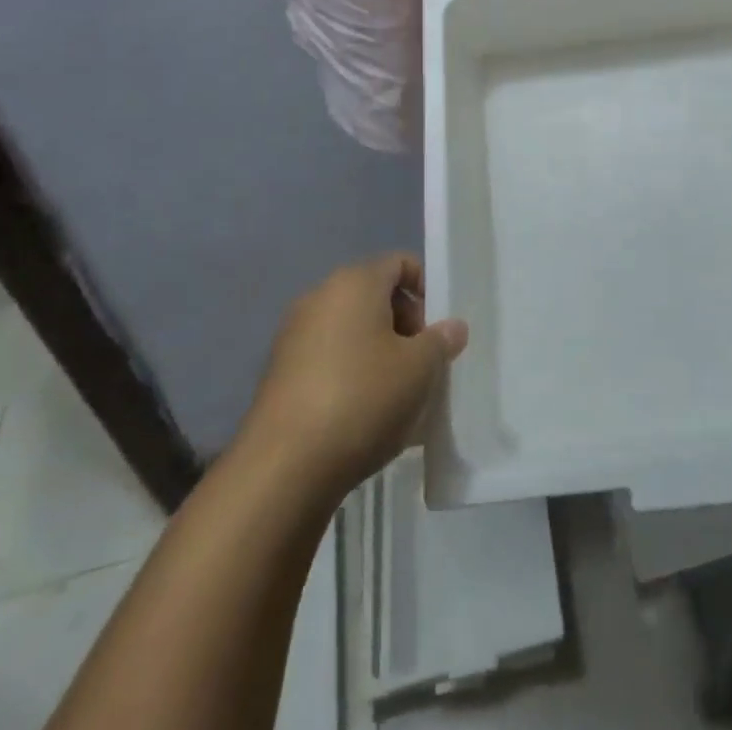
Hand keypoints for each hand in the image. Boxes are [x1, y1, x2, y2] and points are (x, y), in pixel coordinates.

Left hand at [244, 255, 468, 497]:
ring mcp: (293, 336)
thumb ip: (440, 341)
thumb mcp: (420, 369)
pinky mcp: (279, 375)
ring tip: (399, 396)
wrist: (283, 468)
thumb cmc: (362, 399)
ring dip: (379, 354)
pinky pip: (328, 360)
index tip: (439, 328)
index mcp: (354, 282)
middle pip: (374, 296)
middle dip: (405, 325)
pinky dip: (351, 376)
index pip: (399, 263)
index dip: (426, 289)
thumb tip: (452, 327)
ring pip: (351, 332)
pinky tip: (366, 416)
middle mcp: (319, 297)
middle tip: (424, 364)